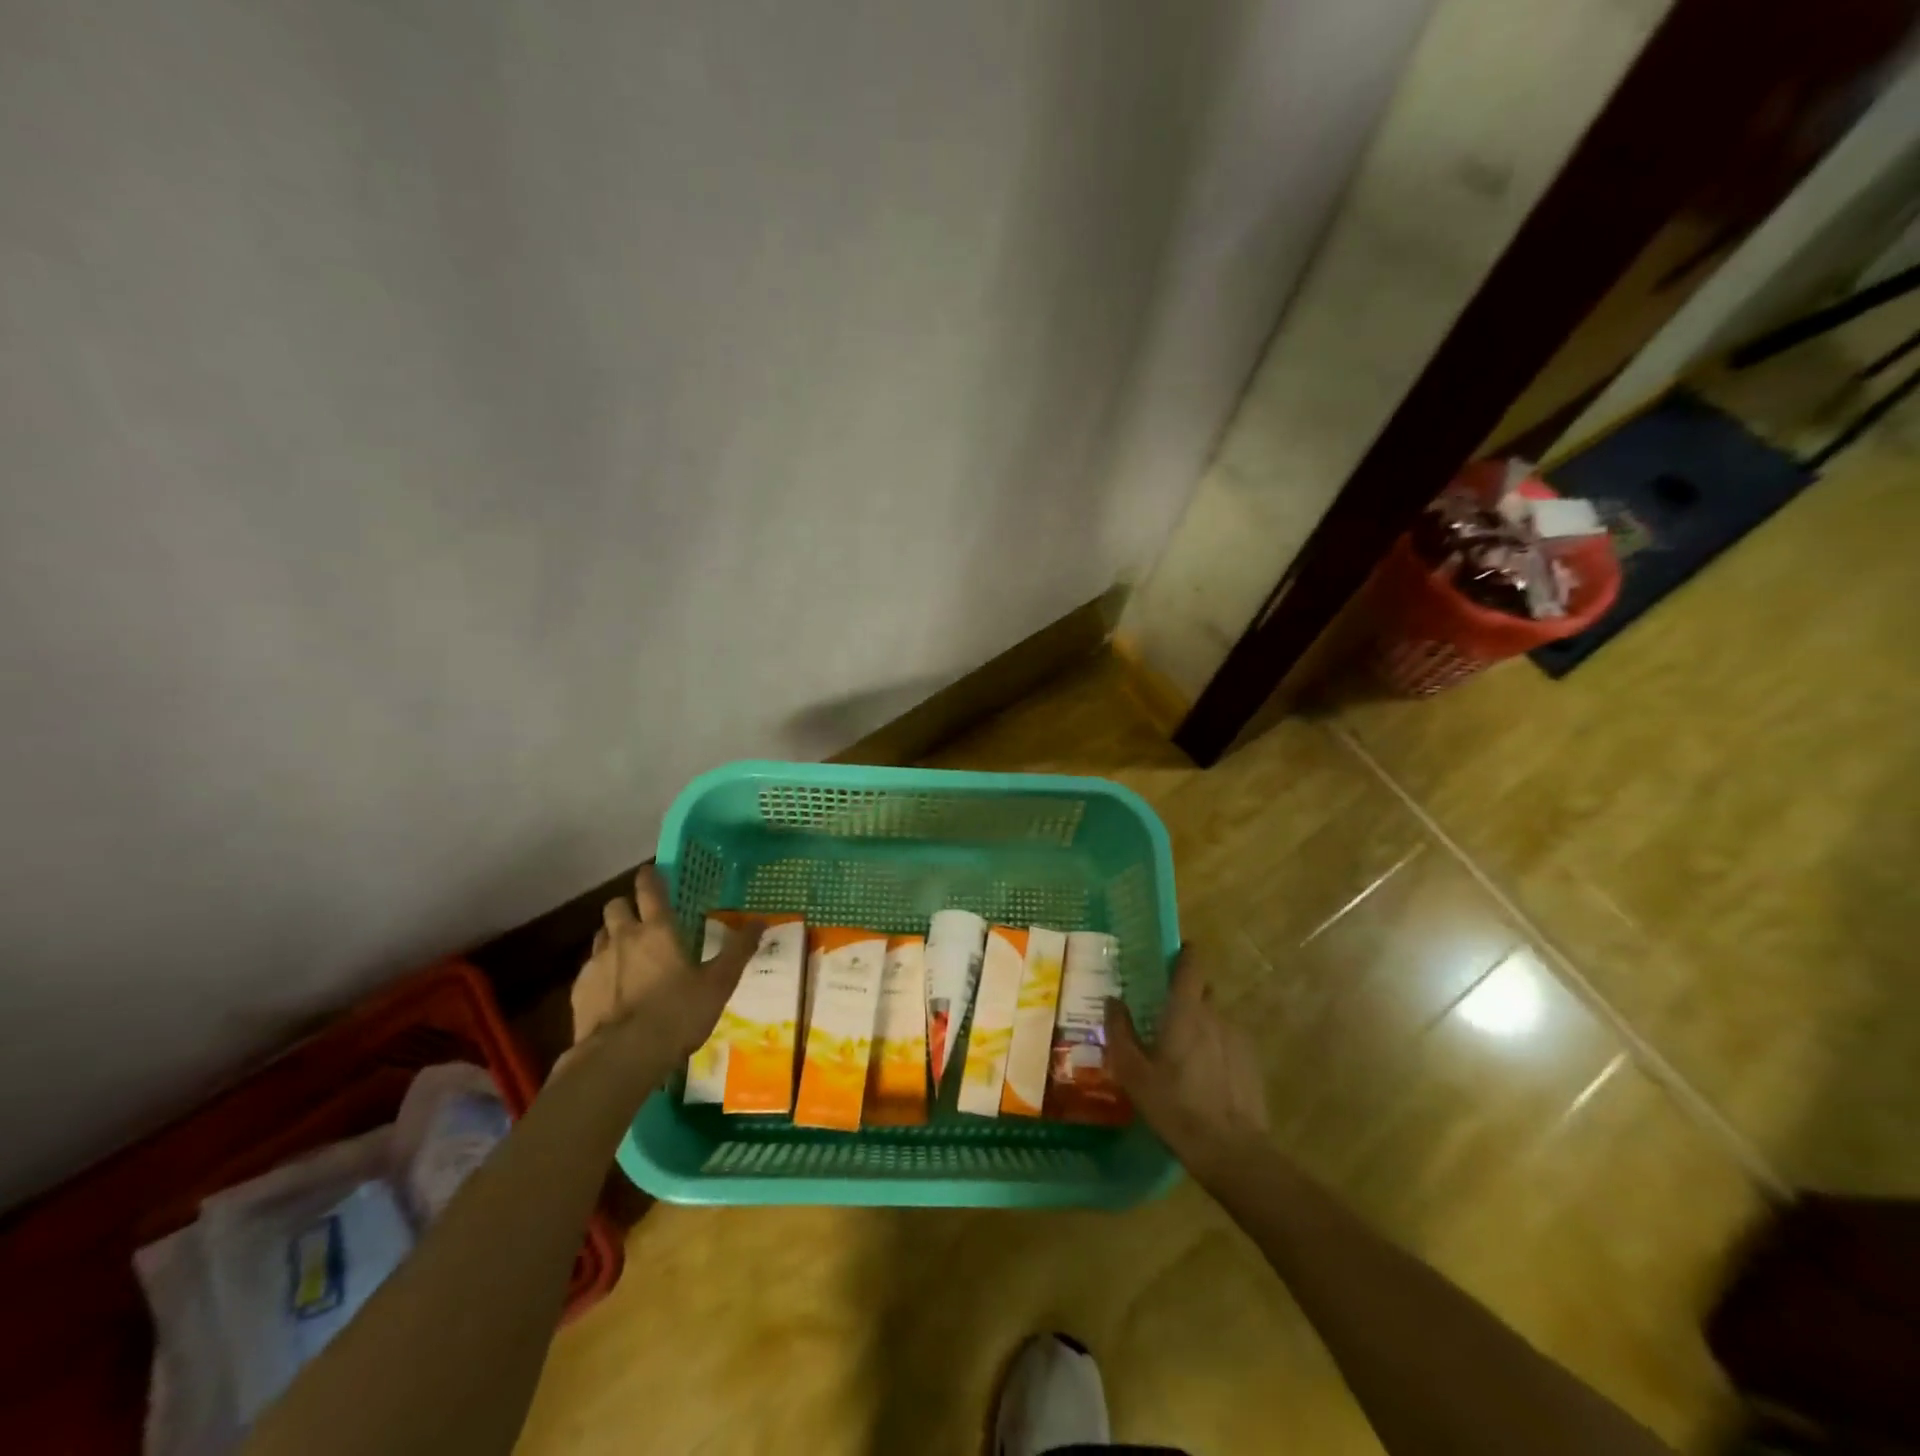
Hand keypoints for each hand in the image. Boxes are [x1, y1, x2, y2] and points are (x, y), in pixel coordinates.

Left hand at [567, 867, 760, 1069]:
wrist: (620, 1057)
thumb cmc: (677, 1014)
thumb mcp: (719, 984)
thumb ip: (738, 950)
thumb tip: (761, 920)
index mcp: (658, 930)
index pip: (649, 889)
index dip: (650, 877)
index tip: (651, 872)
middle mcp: (624, 937)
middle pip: (616, 905)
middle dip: (626, 906)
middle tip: (641, 919)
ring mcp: (596, 963)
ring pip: (600, 935)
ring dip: (613, 937)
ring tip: (627, 954)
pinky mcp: (579, 990)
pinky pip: (589, 968)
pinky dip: (601, 970)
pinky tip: (612, 991)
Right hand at [1106, 947, 1269, 1171]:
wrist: (1232, 1151)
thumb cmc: (1175, 1106)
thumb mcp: (1134, 1073)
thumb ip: (1120, 1032)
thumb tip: (1112, 1000)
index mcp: (1186, 1011)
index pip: (1191, 965)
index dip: (1183, 954)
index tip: (1170, 955)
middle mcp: (1215, 1015)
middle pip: (1201, 992)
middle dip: (1185, 997)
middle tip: (1162, 1016)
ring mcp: (1238, 1038)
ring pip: (1214, 1020)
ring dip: (1199, 1027)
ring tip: (1182, 1055)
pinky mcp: (1251, 1062)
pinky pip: (1228, 1043)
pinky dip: (1215, 1049)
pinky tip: (1203, 1078)